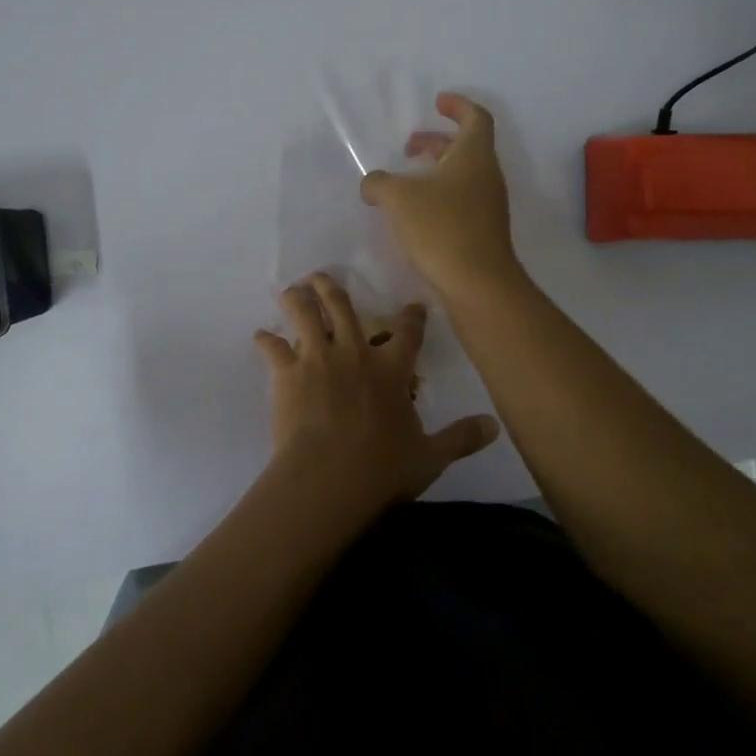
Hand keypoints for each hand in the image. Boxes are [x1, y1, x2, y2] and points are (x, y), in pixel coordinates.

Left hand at [255, 273, 498, 516]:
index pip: (408, 332)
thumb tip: (494, 427)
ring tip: (292, 291)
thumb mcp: (430, 457)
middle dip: (332, 288)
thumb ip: (461, 438)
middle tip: (323, 277)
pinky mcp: (287, 373)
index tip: (413, 305)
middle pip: (343, 306)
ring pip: (305, 314)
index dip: (412, 316)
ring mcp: (317, 358)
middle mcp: (354, 352)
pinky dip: (266, 341)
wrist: (328, 478)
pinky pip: (273, 348)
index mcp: (391, 368)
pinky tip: (261, 337)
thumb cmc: (381, 468)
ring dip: (298, 299)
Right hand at [360, 92, 519, 299]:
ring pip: (462, 176)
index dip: (457, 106)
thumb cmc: (441, 228)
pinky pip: (461, 201)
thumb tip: (372, 184)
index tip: (437, 102)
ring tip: (403, 182)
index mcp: (474, 156)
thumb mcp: (398, 198)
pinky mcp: (483, 232)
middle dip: (436, 141)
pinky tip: (413, 214)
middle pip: (466, 147)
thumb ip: (378, 183)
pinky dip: (439, 196)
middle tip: (408, 146)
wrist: (478, 284)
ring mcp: (488, 206)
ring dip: (435, 171)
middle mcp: (487, 176)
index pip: (475, 117)